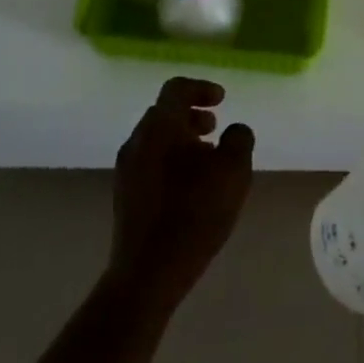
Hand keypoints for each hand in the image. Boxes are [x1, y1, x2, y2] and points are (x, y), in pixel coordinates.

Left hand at [106, 78, 254, 312]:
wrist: (146, 274)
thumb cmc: (193, 215)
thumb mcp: (233, 172)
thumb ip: (239, 140)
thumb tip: (234, 130)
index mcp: (160, 126)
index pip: (176, 88)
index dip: (201, 88)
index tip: (222, 101)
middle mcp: (137, 140)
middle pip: (164, 113)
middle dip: (192, 115)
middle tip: (215, 130)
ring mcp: (126, 169)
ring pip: (156, 139)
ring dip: (182, 140)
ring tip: (207, 161)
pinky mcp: (124, 196)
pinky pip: (150, 162)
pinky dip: (171, 160)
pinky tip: (190, 187)